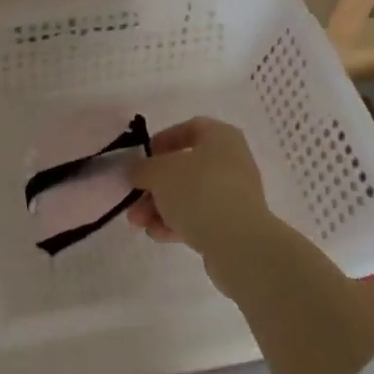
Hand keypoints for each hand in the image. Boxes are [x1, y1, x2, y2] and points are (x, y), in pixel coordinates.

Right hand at [126, 117, 275, 266]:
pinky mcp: (233, 226)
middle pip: (185, 168)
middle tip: (134, 198)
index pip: (189, 128)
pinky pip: (200, 218)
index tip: (143, 157)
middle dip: (155, 185)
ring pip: (189, 196)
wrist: (239, 245)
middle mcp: (232, 162)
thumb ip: (142, 168)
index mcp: (221, 137)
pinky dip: (177, 223)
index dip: (163, 140)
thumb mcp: (160, 173)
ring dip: (160, 207)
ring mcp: (234, 196)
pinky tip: (156, 235)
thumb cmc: (199, 191)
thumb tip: (134, 170)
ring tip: (137, 223)